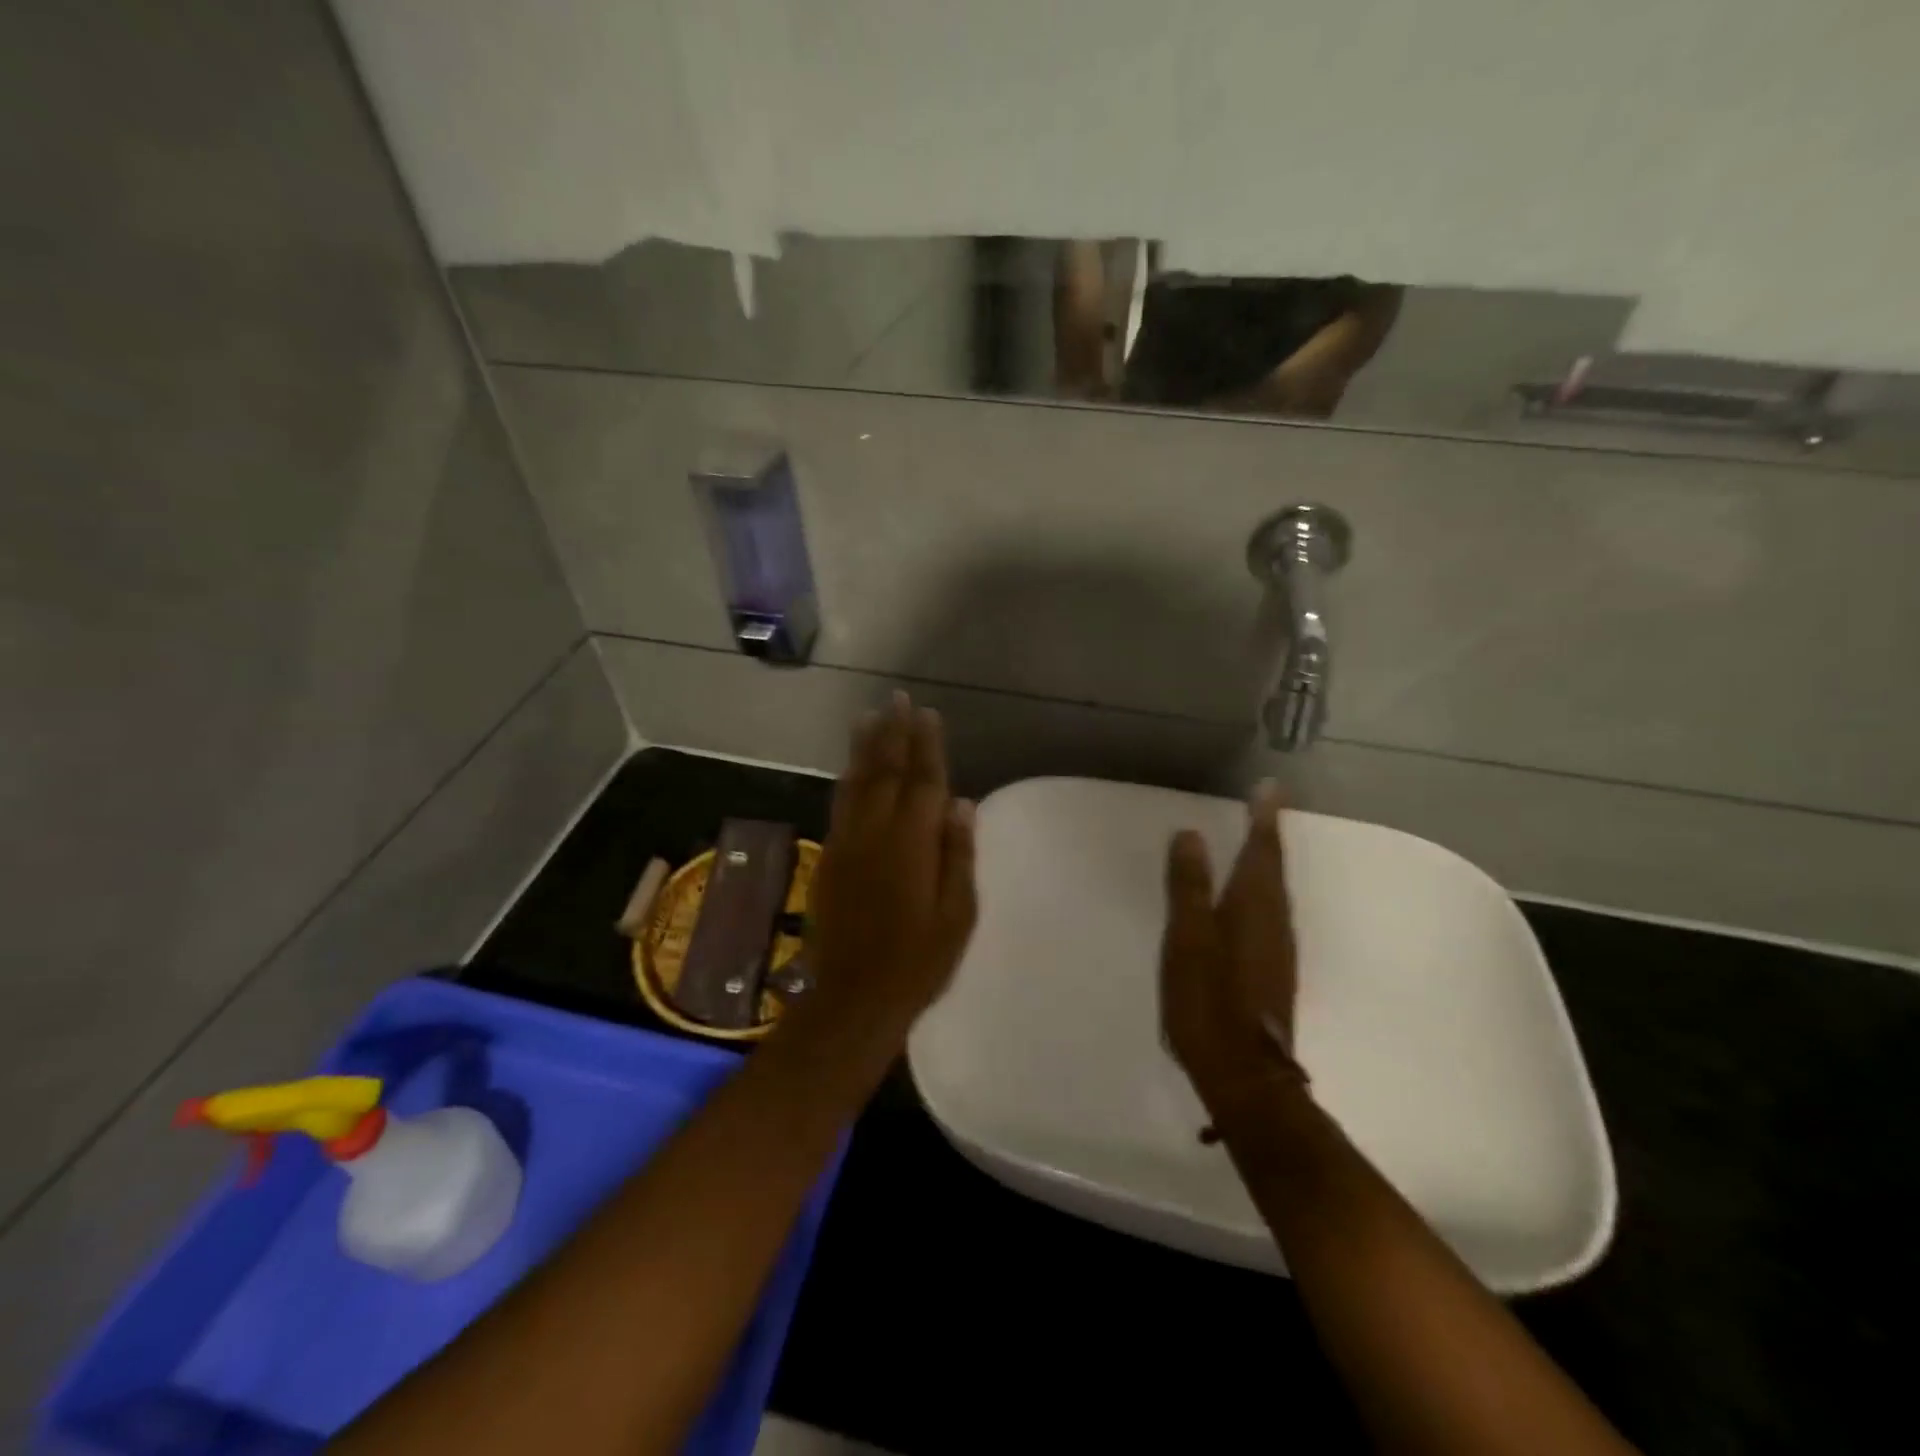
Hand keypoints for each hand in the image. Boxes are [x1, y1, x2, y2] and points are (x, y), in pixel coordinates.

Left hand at [803, 692, 977, 1049]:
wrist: (854, 997)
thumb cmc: (919, 961)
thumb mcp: (957, 914)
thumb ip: (958, 854)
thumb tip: (961, 804)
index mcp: (912, 844)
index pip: (922, 782)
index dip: (926, 746)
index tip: (927, 714)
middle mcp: (875, 833)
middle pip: (886, 771)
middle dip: (893, 733)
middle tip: (897, 698)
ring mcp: (847, 844)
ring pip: (856, 783)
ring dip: (865, 747)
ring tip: (869, 715)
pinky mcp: (829, 858)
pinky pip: (840, 805)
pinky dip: (847, 778)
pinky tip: (851, 767)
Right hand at [1160, 782, 1302, 1118]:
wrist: (1245, 1075)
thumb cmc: (1208, 1002)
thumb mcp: (1188, 941)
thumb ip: (1188, 887)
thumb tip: (1191, 835)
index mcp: (1253, 908)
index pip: (1261, 851)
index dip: (1264, 818)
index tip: (1270, 787)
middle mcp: (1274, 922)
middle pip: (1274, 867)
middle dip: (1268, 833)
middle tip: (1264, 804)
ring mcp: (1278, 949)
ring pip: (1275, 891)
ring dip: (1267, 861)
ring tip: (1257, 839)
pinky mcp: (1273, 970)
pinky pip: (1270, 912)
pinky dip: (1262, 890)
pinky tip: (1250, 898)